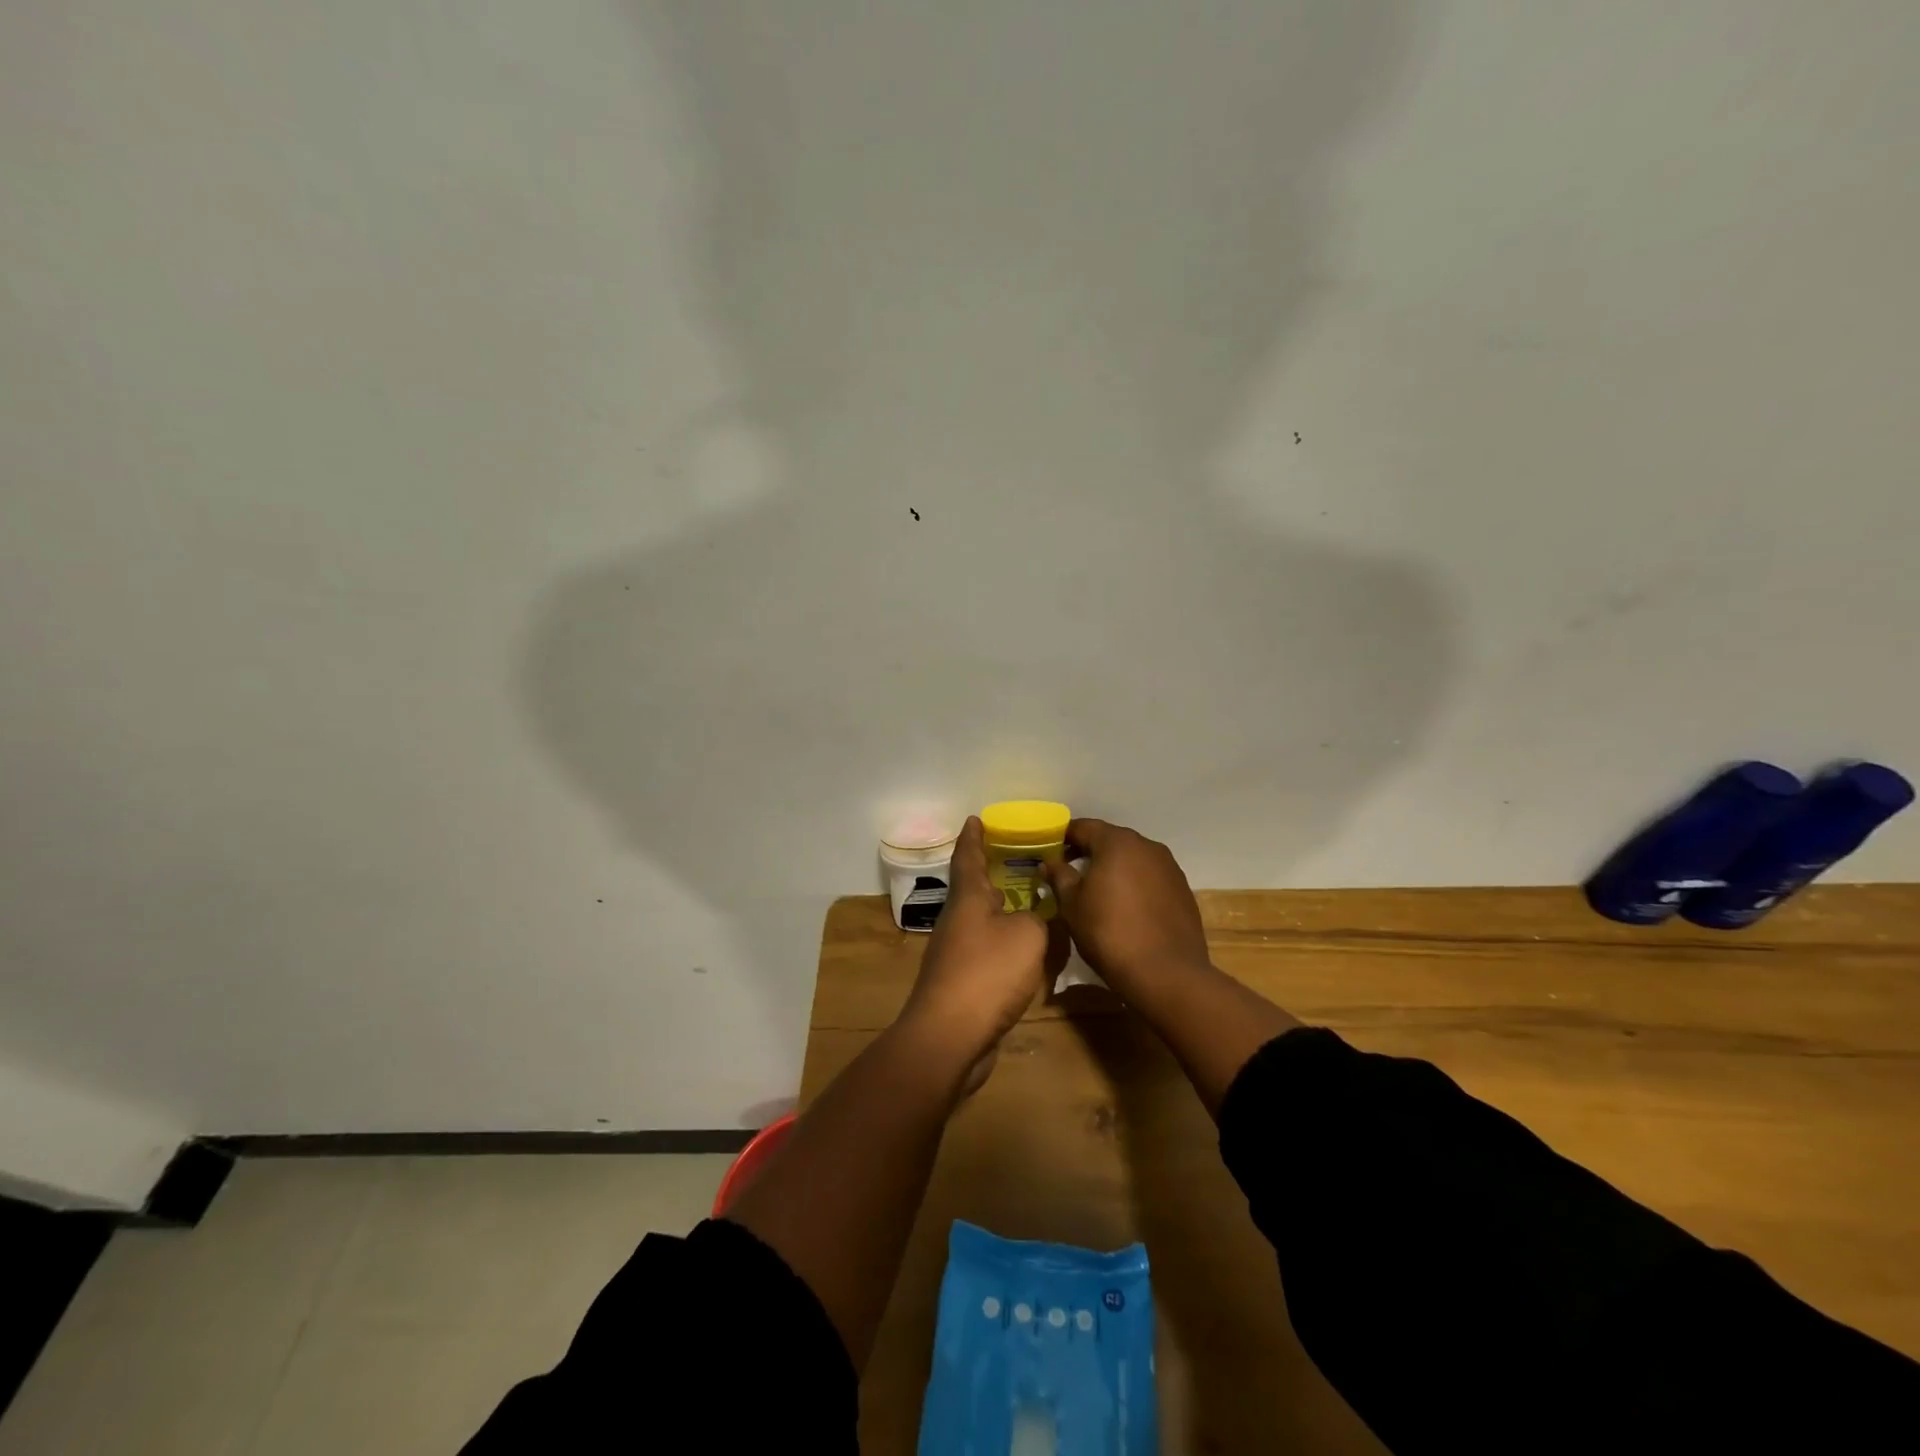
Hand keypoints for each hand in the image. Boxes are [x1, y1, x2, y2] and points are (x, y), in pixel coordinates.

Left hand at [902, 817, 1057, 1065]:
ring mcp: (956, 953)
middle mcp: (958, 920)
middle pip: (974, 888)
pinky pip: (988, 952)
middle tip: (1019, 860)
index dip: (973, 837)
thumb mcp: (1027, 936)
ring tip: (1032, 903)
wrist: (950, 1037)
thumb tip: (1032, 919)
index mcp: (968, 899)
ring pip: (983, 921)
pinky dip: (1007, 944)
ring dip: (1003, 910)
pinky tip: (1027, 952)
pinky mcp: (963, 983)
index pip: (968, 856)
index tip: (976, 818)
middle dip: (993, 872)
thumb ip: (1037, 919)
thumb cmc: (987, 974)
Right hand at [1043, 818, 1211, 995]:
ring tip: (1099, 893)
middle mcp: (1147, 846)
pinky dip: (1136, 884)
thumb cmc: (1109, 933)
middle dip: (1089, 852)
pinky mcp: (1183, 890)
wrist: (1166, 973)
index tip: (1050, 853)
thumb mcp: (1072, 905)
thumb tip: (1049, 862)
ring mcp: (1169, 867)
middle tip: (1070, 873)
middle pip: (1111, 840)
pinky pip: (1151, 877)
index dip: (1063, 837)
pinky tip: (1127, 908)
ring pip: (1133, 859)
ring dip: (1115, 868)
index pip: (1083, 827)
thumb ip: (1059, 876)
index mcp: (1117, 842)